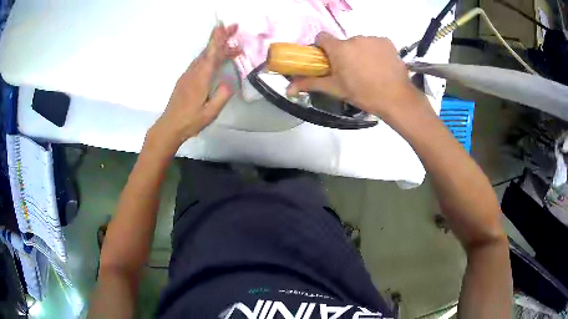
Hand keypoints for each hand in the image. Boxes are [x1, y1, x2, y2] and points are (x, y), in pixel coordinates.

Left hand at [149, 24, 241, 152]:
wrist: (169, 126)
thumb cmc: (190, 121)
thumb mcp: (210, 112)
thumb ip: (222, 95)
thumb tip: (230, 80)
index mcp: (200, 78)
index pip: (211, 54)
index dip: (218, 39)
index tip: (223, 26)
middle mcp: (193, 72)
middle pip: (208, 50)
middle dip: (220, 38)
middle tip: (234, 27)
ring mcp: (188, 75)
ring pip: (204, 56)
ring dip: (217, 48)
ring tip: (232, 46)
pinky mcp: (185, 79)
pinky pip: (200, 62)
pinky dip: (210, 56)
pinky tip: (217, 60)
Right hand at [287, 33, 428, 121]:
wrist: (396, 98)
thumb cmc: (363, 94)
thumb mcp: (335, 89)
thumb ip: (310, 84)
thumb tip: (288, 89)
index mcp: (339, 48)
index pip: (322, 37)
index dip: (322, 47)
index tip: (327, 59)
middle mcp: (354, 38)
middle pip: (343, 43)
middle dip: (343, 54)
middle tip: (350, 72)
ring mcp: (372, 38)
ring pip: (360, 43)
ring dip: (360, 53)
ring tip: (368, 71)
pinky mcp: (386, 41)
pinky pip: (375, 43)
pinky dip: (375, 51)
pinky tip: (380, 66)